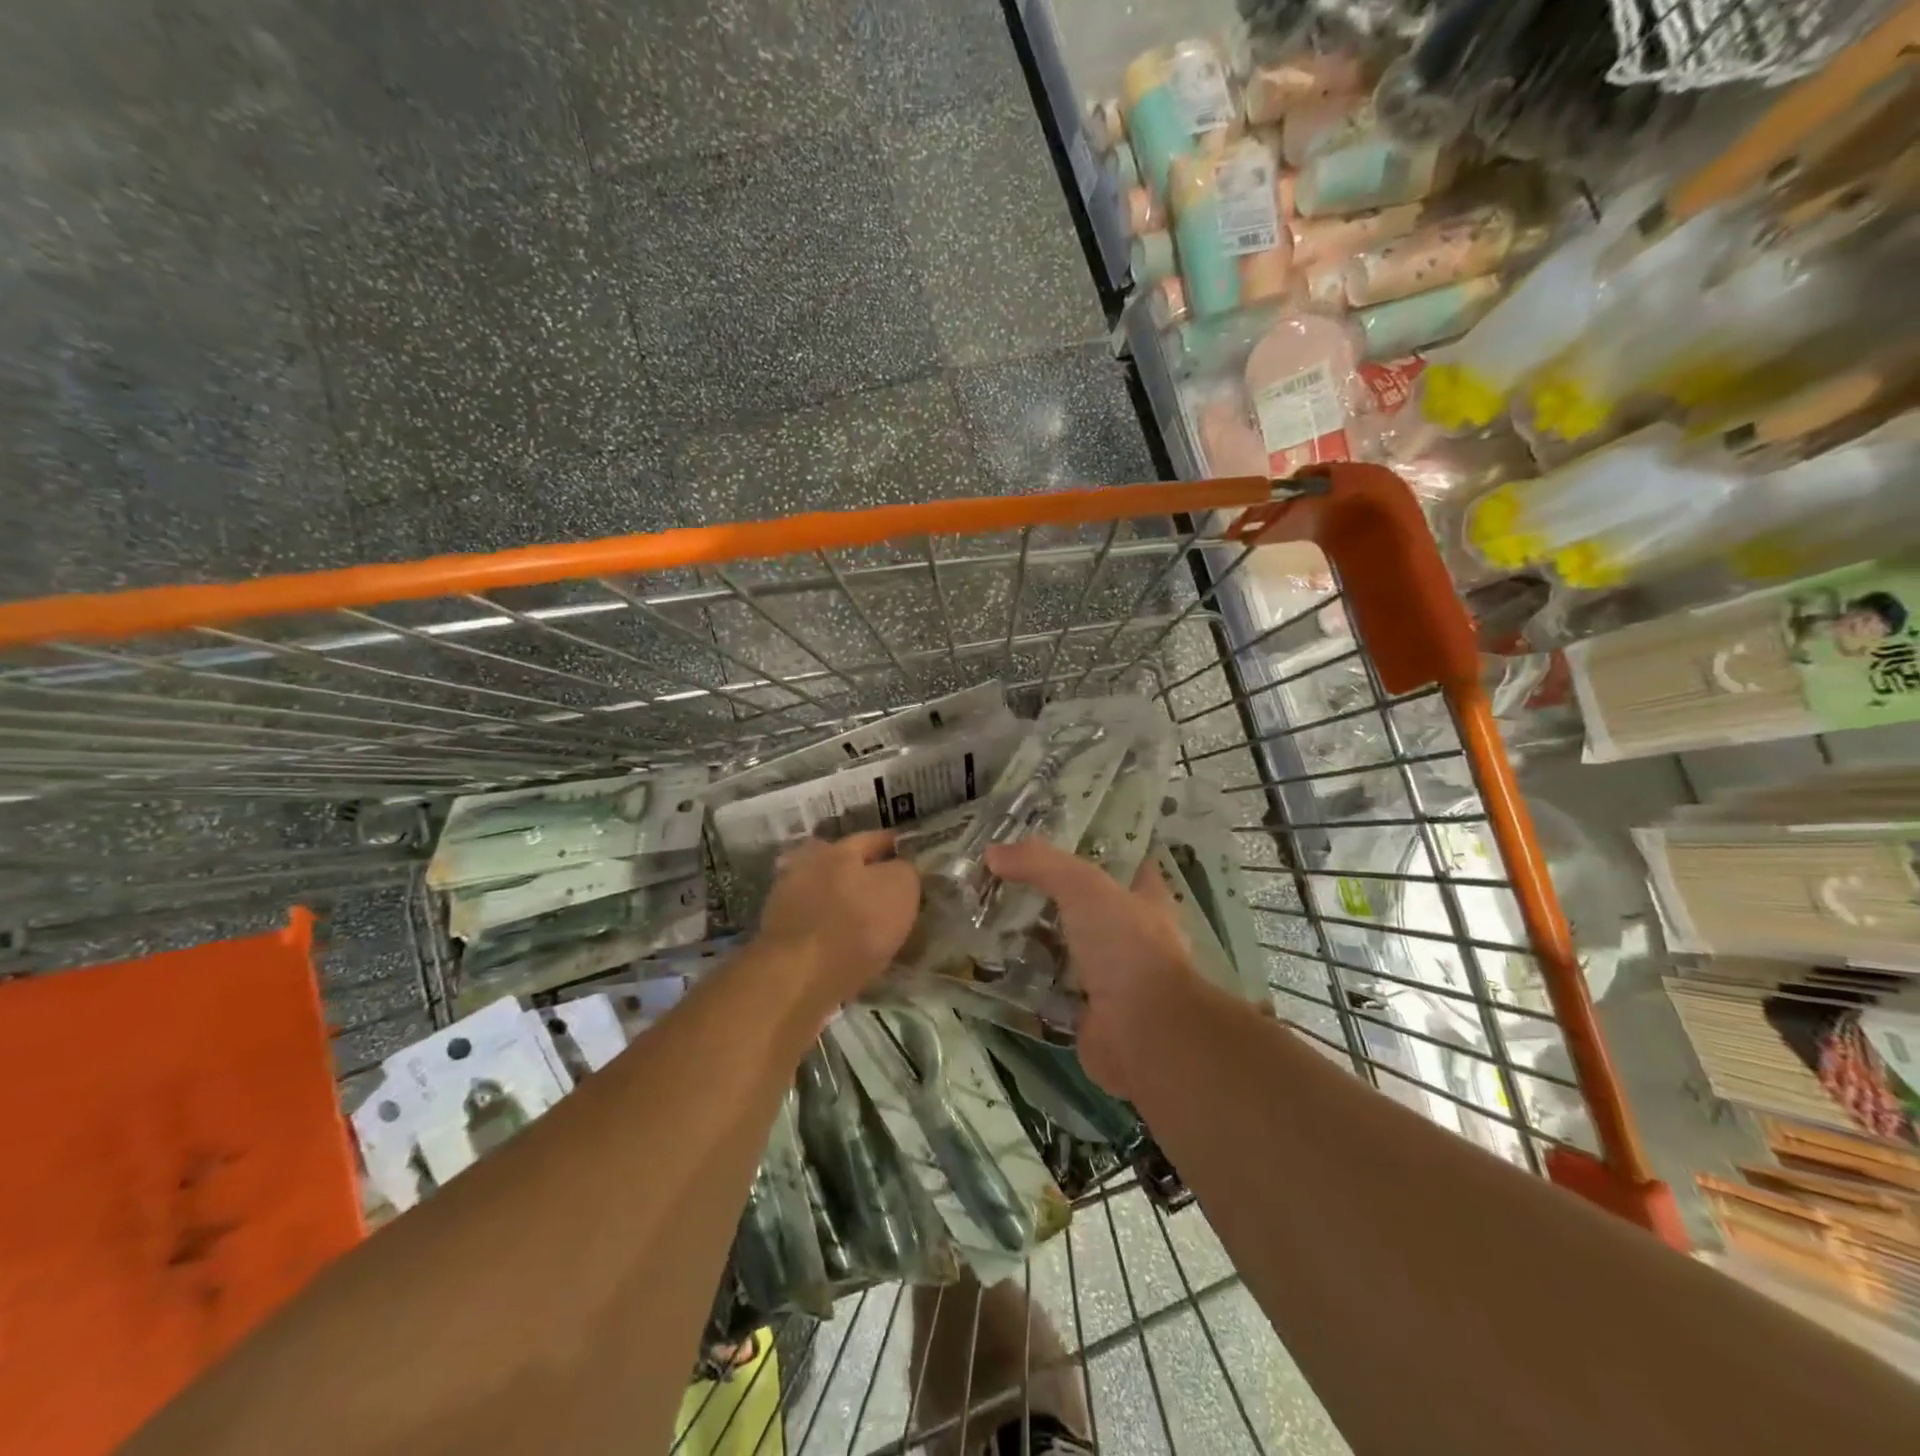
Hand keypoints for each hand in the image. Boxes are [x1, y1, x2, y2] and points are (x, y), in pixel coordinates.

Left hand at [759, 831, 920, 1012]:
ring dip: (842, 903)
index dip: (893, 846)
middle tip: (885, 889)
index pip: (872, 839)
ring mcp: (786, 901)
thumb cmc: (856, 924)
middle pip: (839, 863)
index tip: (908, 855)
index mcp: (838, 850)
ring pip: (824, 894)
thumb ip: (904, 870)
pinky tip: (845, 946)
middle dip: (860, 872)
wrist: (799, 978)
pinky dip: (829, 931)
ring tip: (865, 924)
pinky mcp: (778, 935)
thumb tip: (899, 869)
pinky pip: (814, 925)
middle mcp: (807, 866)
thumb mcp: (900, 888)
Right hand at [985, 839, 1203, 1097]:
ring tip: (986, 917)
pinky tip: (989, 966)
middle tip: (1003, 878)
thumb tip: (993, 852)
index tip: (1052, 837)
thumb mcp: (1084, 887)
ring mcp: (1109, 978)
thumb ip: (1041, 864)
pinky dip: (1023, 981)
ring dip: (1032, 938)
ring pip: (1064, 948)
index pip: (1124, 864)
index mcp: (1145, 900)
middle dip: (1050, 895)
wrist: (1143, 1033)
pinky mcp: (1085, 1013)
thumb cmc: (1127, 948)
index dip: (1094, 848)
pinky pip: (1047, 989)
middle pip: (1086, 906)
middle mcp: (1131, 937)